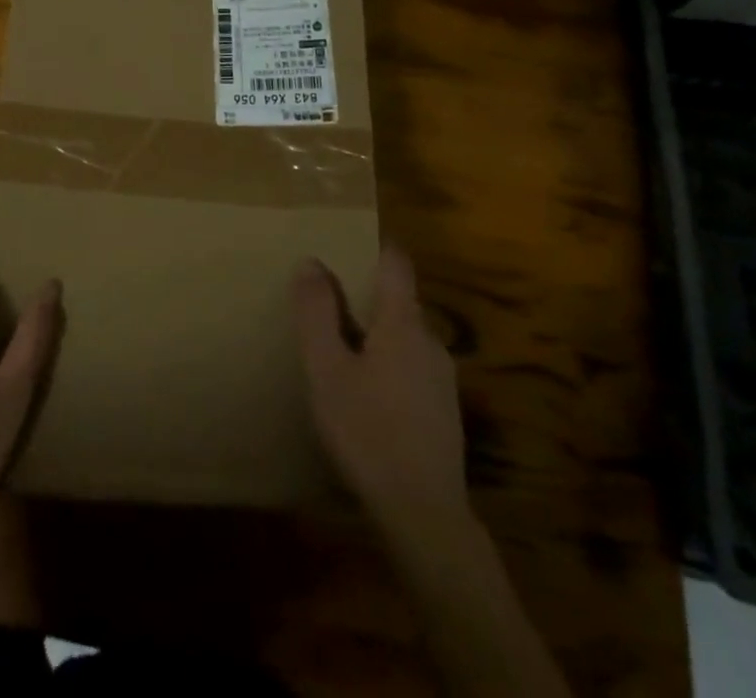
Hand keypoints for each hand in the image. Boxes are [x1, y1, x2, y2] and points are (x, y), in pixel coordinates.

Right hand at [293, 245, 471, 532]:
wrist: (424, 514)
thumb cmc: (368, 431)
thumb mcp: (326, 370)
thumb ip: (317, 313)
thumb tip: (311, 261)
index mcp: (403, 323)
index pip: (396, 262)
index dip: (374, 246)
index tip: (347, 242)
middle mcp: (430, 340)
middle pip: (399, 300)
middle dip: (366, 294)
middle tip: (329, 303)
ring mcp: (443, 377)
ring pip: (406, 336)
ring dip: (377, 332)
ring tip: (342, 349)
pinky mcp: (444, 410)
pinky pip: (413, 366)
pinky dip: (389, 362)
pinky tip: (367, 394)